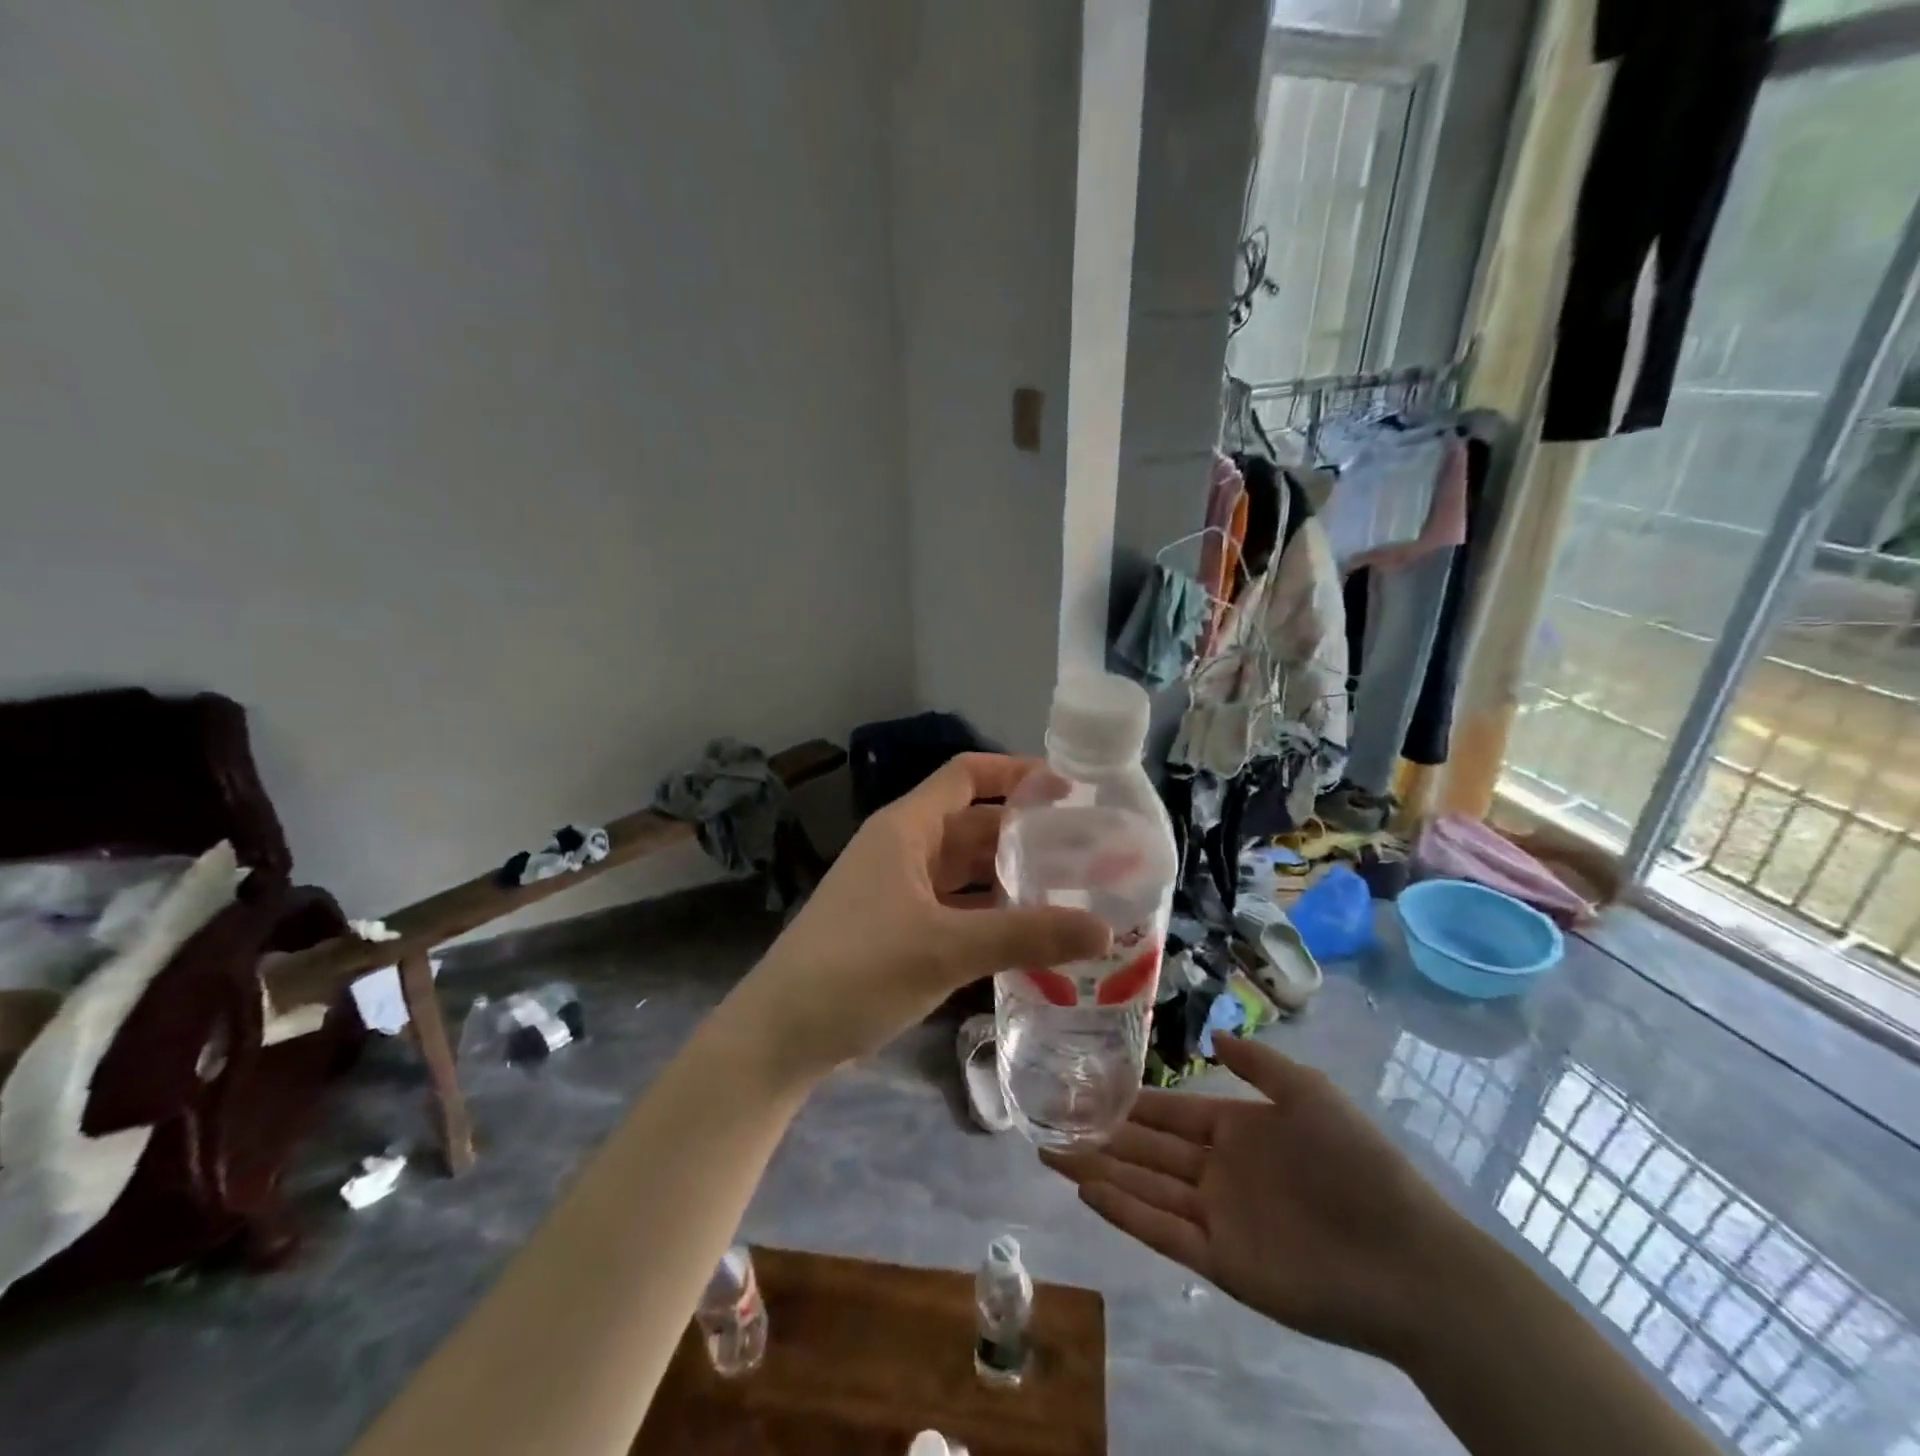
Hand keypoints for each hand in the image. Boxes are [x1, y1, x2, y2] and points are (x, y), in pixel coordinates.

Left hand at [735, 754, 1109, 1082]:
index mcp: (906, 828)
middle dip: (1025, 833)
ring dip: (1009, 876)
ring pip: (964, 869)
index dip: (1016, 772)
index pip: (967, 775)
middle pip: (973, 824)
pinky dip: (988, 913)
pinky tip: (1027, 934)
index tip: (1069, 789)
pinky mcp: (896, 927)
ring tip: (1069, 889)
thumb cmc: (859, 969)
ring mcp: (897, 889)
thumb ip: (1025, 936)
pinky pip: (953, 906)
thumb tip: (1103, 930)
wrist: (781, 1033)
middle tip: (1086, 849)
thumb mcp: (946, 949)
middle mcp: (902, 848)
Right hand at [1041, 1035, 1472, 1363]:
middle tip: (1049, 1118)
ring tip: (1051, 1152)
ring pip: (1143, 1187)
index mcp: (1236, 1130)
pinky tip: (1088, 1192)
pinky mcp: (1219, 1262)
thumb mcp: (1309, 1092)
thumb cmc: (1358, 1163)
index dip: (1128, 1100)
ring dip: (1098, 1171)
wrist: (1409, 1257)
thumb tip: (1211, 1032)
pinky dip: (1124, 1213)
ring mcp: (1215, 1217)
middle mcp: (1216, 1171)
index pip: (1168, 1112)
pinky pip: (1161, 1231)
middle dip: (1099, 1134)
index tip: (1086, 1084)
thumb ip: (1258, 1063)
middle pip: (1145, 1149)